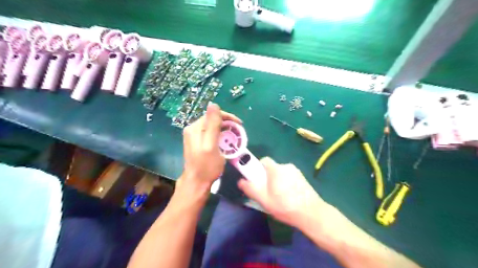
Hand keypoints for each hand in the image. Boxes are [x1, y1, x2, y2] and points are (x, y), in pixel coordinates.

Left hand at [180, 102, 241, 192]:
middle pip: (212, 120)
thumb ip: (213, 125)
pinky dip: (219, 135)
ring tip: (234, 136)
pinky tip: (225, 141)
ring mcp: (194, 136)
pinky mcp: (197, 143)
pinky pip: (210, 134)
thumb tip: (213, 104)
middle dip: (227, 124)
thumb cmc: (206, 166)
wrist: (197, 183)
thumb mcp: (211, 145)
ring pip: (212, 127)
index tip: (240, 124)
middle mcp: (192, 129)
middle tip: (238, 132)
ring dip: (224, 130)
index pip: (213, 115)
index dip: (228, 117)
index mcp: (195, 128)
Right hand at [238, 157, 326, 228]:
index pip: (263, 161)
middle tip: (267, 193)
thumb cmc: (285, 206)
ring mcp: (297, 172)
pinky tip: (289, 198)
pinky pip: (290, 178)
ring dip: (277, 182)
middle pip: (272, 168)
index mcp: (276, 168)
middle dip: (267, 178)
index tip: (257, 180)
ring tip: (279, 198)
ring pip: (281, 174)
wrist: (312, 214)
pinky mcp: (303, 179)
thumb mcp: (263, 199)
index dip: (258, 169)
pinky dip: (286, 184)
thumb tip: (241, 181)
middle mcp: (287, 166)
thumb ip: (250, 189)